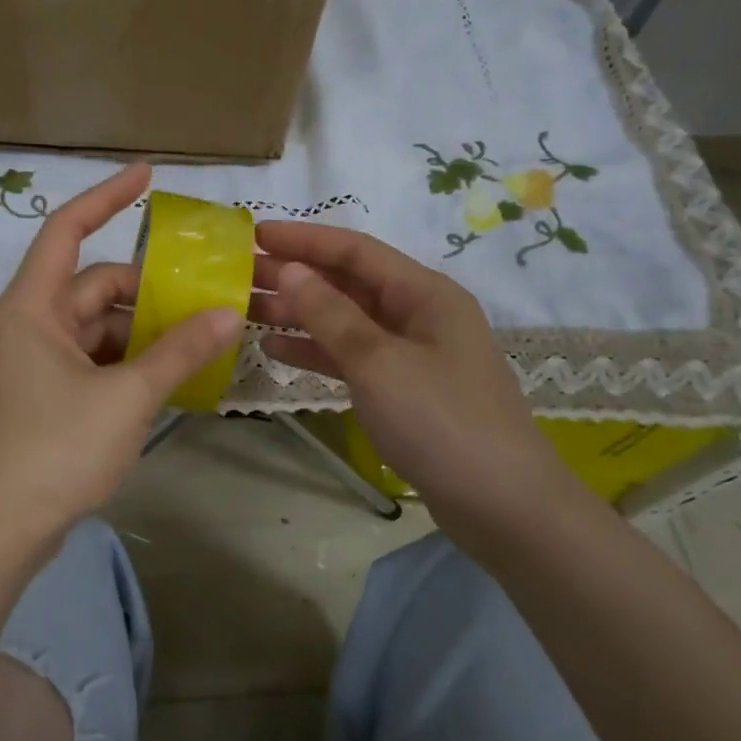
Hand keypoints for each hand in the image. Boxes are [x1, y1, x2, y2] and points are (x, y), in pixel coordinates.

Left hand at [0, 165, 241, 554]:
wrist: (5, 527)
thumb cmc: (58, 450)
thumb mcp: (128, 397)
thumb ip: (180, 351)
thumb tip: (229, 313)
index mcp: (33, 307)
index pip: (67, 230)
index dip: (107, 196)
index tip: (149, 175)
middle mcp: (30, 323)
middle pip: (95, 285)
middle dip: (149, 291)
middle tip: (207, 299)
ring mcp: (36, 360)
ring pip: (99, 326)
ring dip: (144, 330)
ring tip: (200, 339)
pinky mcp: (46, 391)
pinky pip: (94, 358)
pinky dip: (129, 361)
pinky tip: (169, 374)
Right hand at [250, 221, 585, 534]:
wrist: (501, 505)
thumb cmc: (440, 421)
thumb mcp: (378, 362)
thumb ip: (330, 314)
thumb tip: (290, 269)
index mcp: (424, 293)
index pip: (355, 250)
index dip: (303, 239)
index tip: (254, 234)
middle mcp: (418, 314)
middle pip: (347, 283)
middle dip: (295, 275)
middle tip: (239, 274)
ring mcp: (410, 353)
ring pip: (344, 320)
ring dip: (299, 313)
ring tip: (247, 308)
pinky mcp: (401, 389)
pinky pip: (351, 356)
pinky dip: (316, 350)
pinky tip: (275, 349)